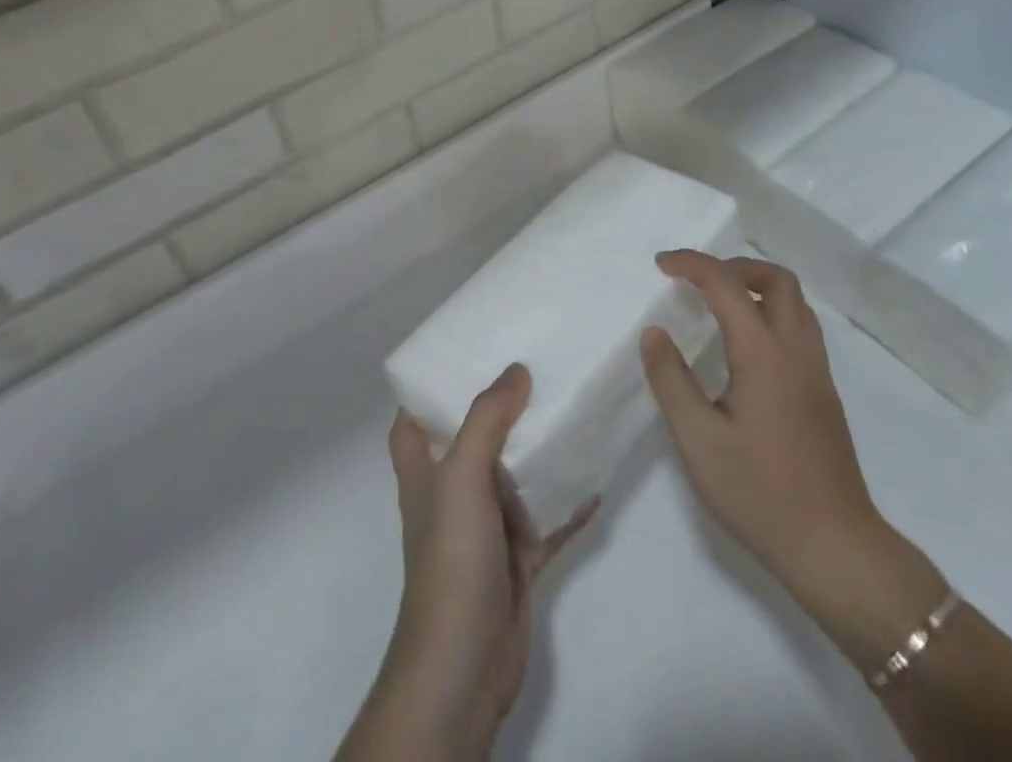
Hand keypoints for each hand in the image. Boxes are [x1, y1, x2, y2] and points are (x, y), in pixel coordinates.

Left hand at [338, 364, 594, 760]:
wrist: (466, 663)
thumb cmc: (452, 557)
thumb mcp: (462, 475)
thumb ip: (487, 418)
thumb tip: (516, 369)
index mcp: (424, 468)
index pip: (415, 415)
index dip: (432, 384)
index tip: (468, 349)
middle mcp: (452, 490)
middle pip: (474, 436)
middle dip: (501, 406)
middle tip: (536, 365)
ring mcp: (485, 524)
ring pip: (514, 473)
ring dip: (538, 449)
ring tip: (571, 406)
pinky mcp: (516, 555)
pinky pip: (547, 518)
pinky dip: (568, 500)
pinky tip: (597, 476)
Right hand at [640, 250, 945, 662]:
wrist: (836, 548)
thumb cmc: (760, 493)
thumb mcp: (699, 441)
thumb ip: (671, 380)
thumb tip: (654, 332)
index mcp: (764, 354)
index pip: (727, 284)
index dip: (692, 264)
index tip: (660, 264)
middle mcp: (797, 350)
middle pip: (777, 279)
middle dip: (734, 265)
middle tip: (697, 280)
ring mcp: (817, 372)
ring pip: (795, 302)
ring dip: (757, 286)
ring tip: (719, 303)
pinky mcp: (824, 393)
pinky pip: (800, 327)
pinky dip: (771, 312)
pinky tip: (746, 345)